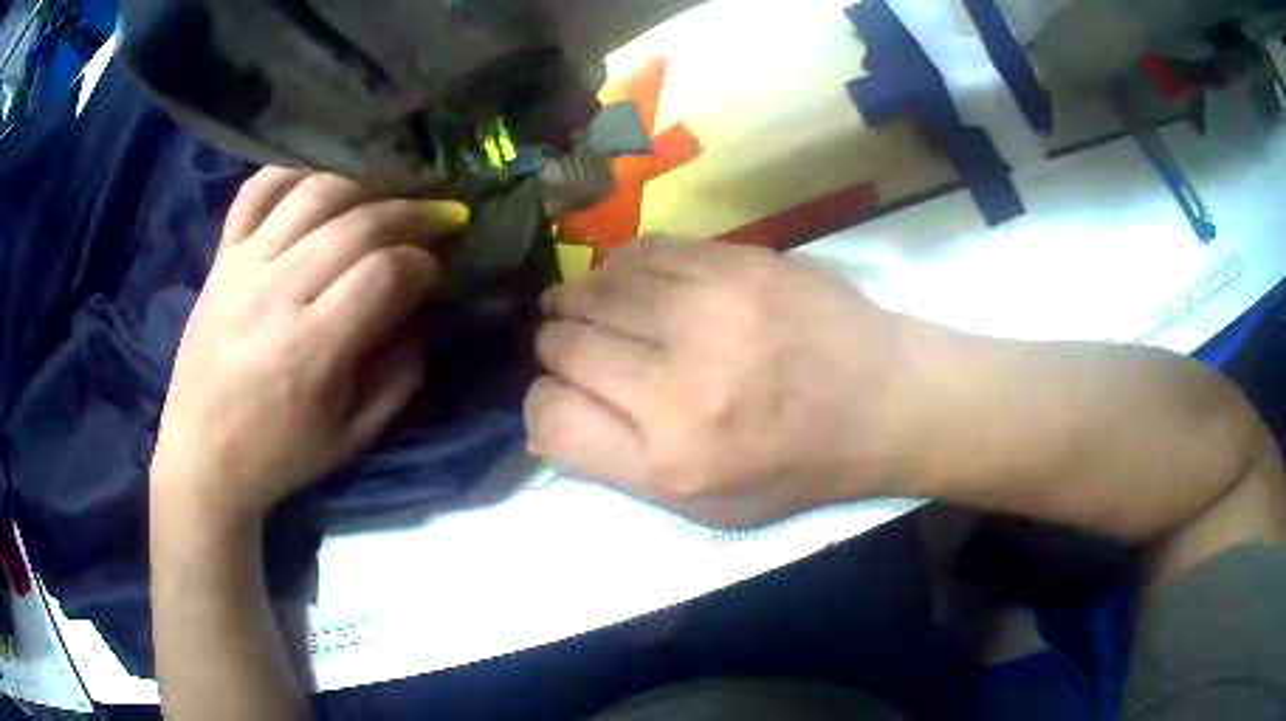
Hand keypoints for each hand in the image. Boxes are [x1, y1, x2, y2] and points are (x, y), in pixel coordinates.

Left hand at [151, 169, 466, 521]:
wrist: (201, 455)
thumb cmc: (279, 454)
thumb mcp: (353, 436)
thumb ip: (399, 376)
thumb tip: (420, 314)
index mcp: (311, 351)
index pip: (386, 274)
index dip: (425, 265)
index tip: (437, 273)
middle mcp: (276, 294)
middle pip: (359, 223)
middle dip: (414, 212)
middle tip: (441, 217)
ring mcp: (244, 266)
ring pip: (315, 192)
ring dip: (366, 184)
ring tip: (390, 194)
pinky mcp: (222, 257)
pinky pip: (257, 191)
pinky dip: (294, 173)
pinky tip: (321, 183)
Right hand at [526, 239, 910, 528]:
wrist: (886, 401)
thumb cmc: (798, 467)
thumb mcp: (708, 509)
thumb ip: (618, 470)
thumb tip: (546, 418)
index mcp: (672, 461)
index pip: (549, 418)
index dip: (542, 404)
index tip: (563, 397)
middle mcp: (681, 384)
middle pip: (561, 345)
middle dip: (559, 349)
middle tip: (582, 352)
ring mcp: (711, 311)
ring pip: (593, 288)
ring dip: (583, 302)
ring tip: (599, 312)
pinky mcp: (737, 263)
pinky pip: (641, 251)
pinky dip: (622, 269)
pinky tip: (634, 283)